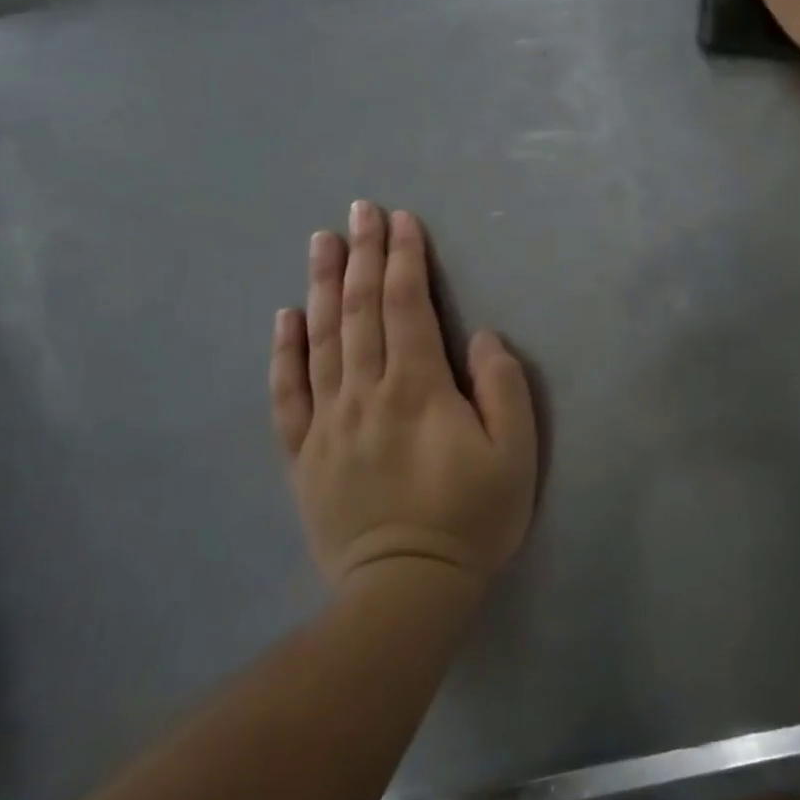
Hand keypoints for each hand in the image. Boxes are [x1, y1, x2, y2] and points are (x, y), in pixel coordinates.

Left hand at [269, 201, 536, 597]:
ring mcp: (328, 423)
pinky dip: (285, 352)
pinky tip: (284, 318)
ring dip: (322, 286)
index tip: (401, 220)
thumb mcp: (515, 455)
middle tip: (359, 211)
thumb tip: (480, 336)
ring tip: (321, 242)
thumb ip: (502, 388)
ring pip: (322, 340)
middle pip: (361, 311)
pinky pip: (288, 393)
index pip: (408, 307)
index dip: (405, 259)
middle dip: (363, 256)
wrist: (406, 589)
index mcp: (418, 389)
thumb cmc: (471, 519)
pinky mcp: (305, 454)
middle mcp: (366, 393)